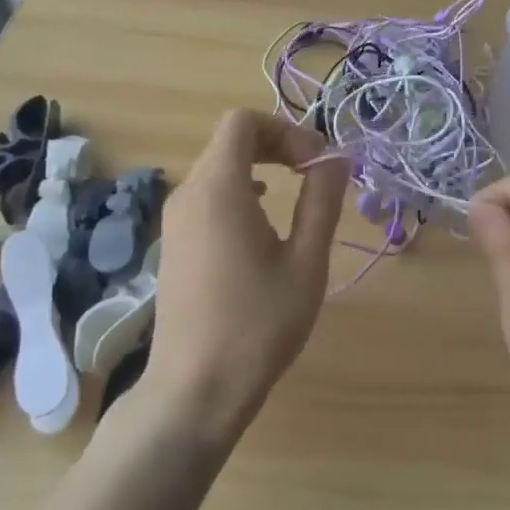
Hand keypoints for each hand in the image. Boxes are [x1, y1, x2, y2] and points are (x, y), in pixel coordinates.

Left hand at [142, 109, 350, 440]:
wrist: (195, 388)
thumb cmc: (258, 324)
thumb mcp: (305, 262)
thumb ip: (321, 201)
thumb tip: (335, 158)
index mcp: (219, 188)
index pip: (243, 121)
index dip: (285, 130)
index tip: (317, 163)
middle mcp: (188, 193)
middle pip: (230, 141)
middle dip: (276, 146)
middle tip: (314, 175)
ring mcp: (175, 219)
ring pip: (218, 168)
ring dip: (259, 168)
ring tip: (296, 197)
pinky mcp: (173, 243)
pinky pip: (207, 196)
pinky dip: (239, 192)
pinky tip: (261, 225)